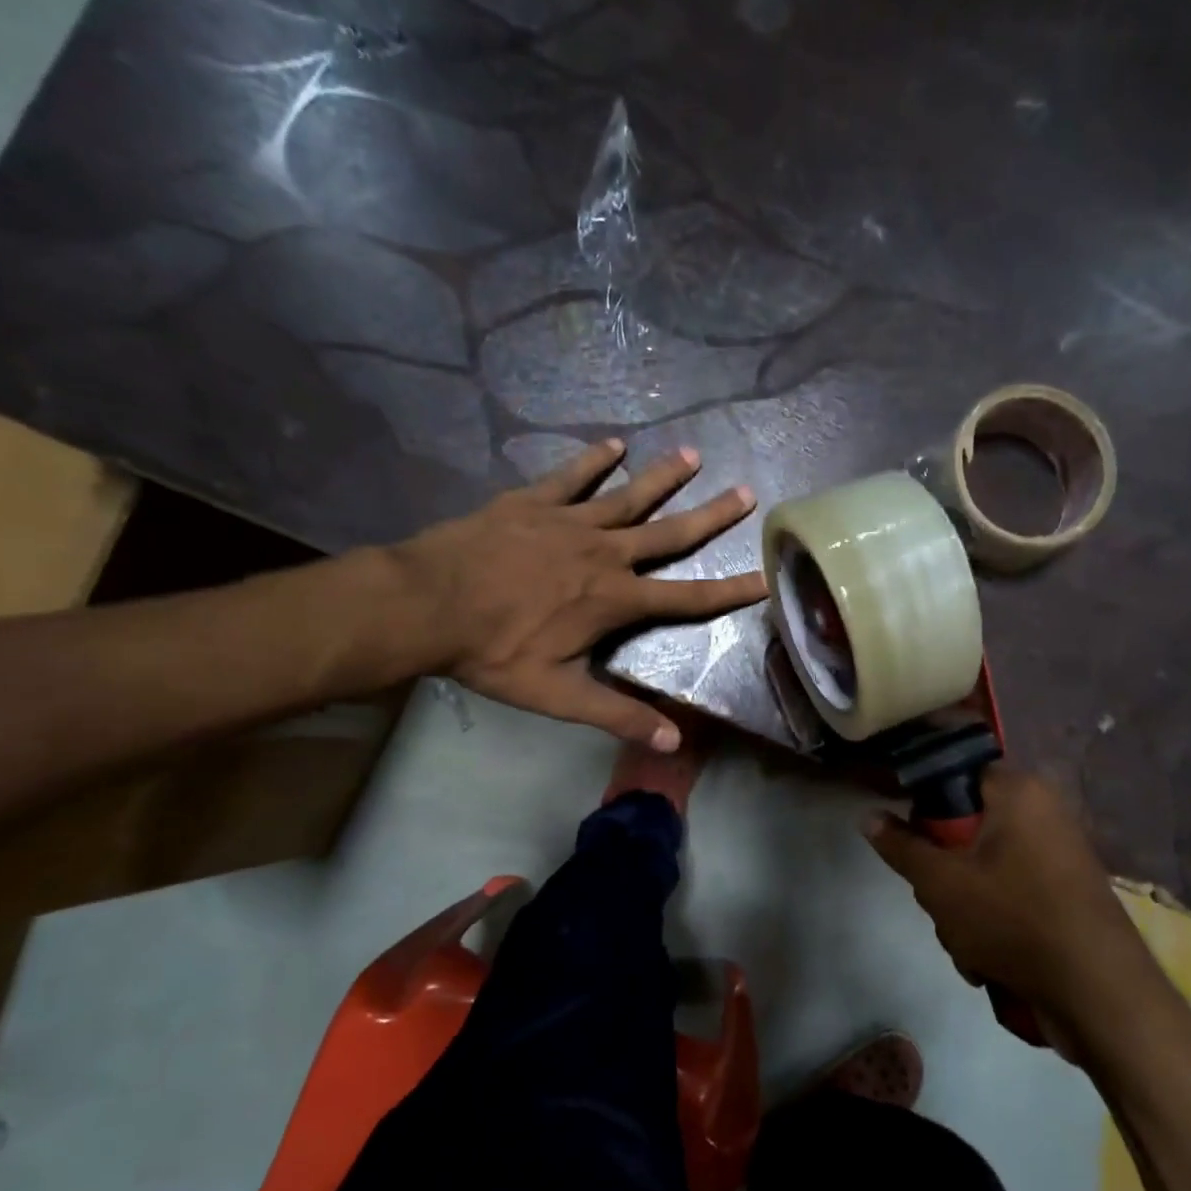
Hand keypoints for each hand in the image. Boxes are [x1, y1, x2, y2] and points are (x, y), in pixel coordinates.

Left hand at [386, 439, 763, 749]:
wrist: (426, 604)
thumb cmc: (494, 652)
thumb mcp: (559, 696)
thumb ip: (617, 716)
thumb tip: (673, 745)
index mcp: (615, 599)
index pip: (687, 597)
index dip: (729, 591)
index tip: (765, 577)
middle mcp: (604, 553)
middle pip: (669, 532)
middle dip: (710, 516)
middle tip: (746, 492)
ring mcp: (568, 521)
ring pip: (628, 496)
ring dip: (663, 477)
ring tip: (694, 455)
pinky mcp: (532, 503)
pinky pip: (571, 477)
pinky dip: (594, 461)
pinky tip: (614, 445)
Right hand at [863, 766, 1151, 1025]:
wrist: (1099, 992)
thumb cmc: (1012, 918)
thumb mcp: (939, 882)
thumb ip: (900, 846)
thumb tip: (867, 815)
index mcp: (1018, 791)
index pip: (955, 774)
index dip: (924, 805)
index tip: (910, 841)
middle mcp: (1044, 812)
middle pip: (966, 826)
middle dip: (943, 870)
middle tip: (937, 900)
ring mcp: (1059, 855)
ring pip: (983, 866)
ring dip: (962, 905)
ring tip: (965, 943)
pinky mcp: (1066, 893)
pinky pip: (1010, 892)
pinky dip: (993, 921)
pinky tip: (987, 960)